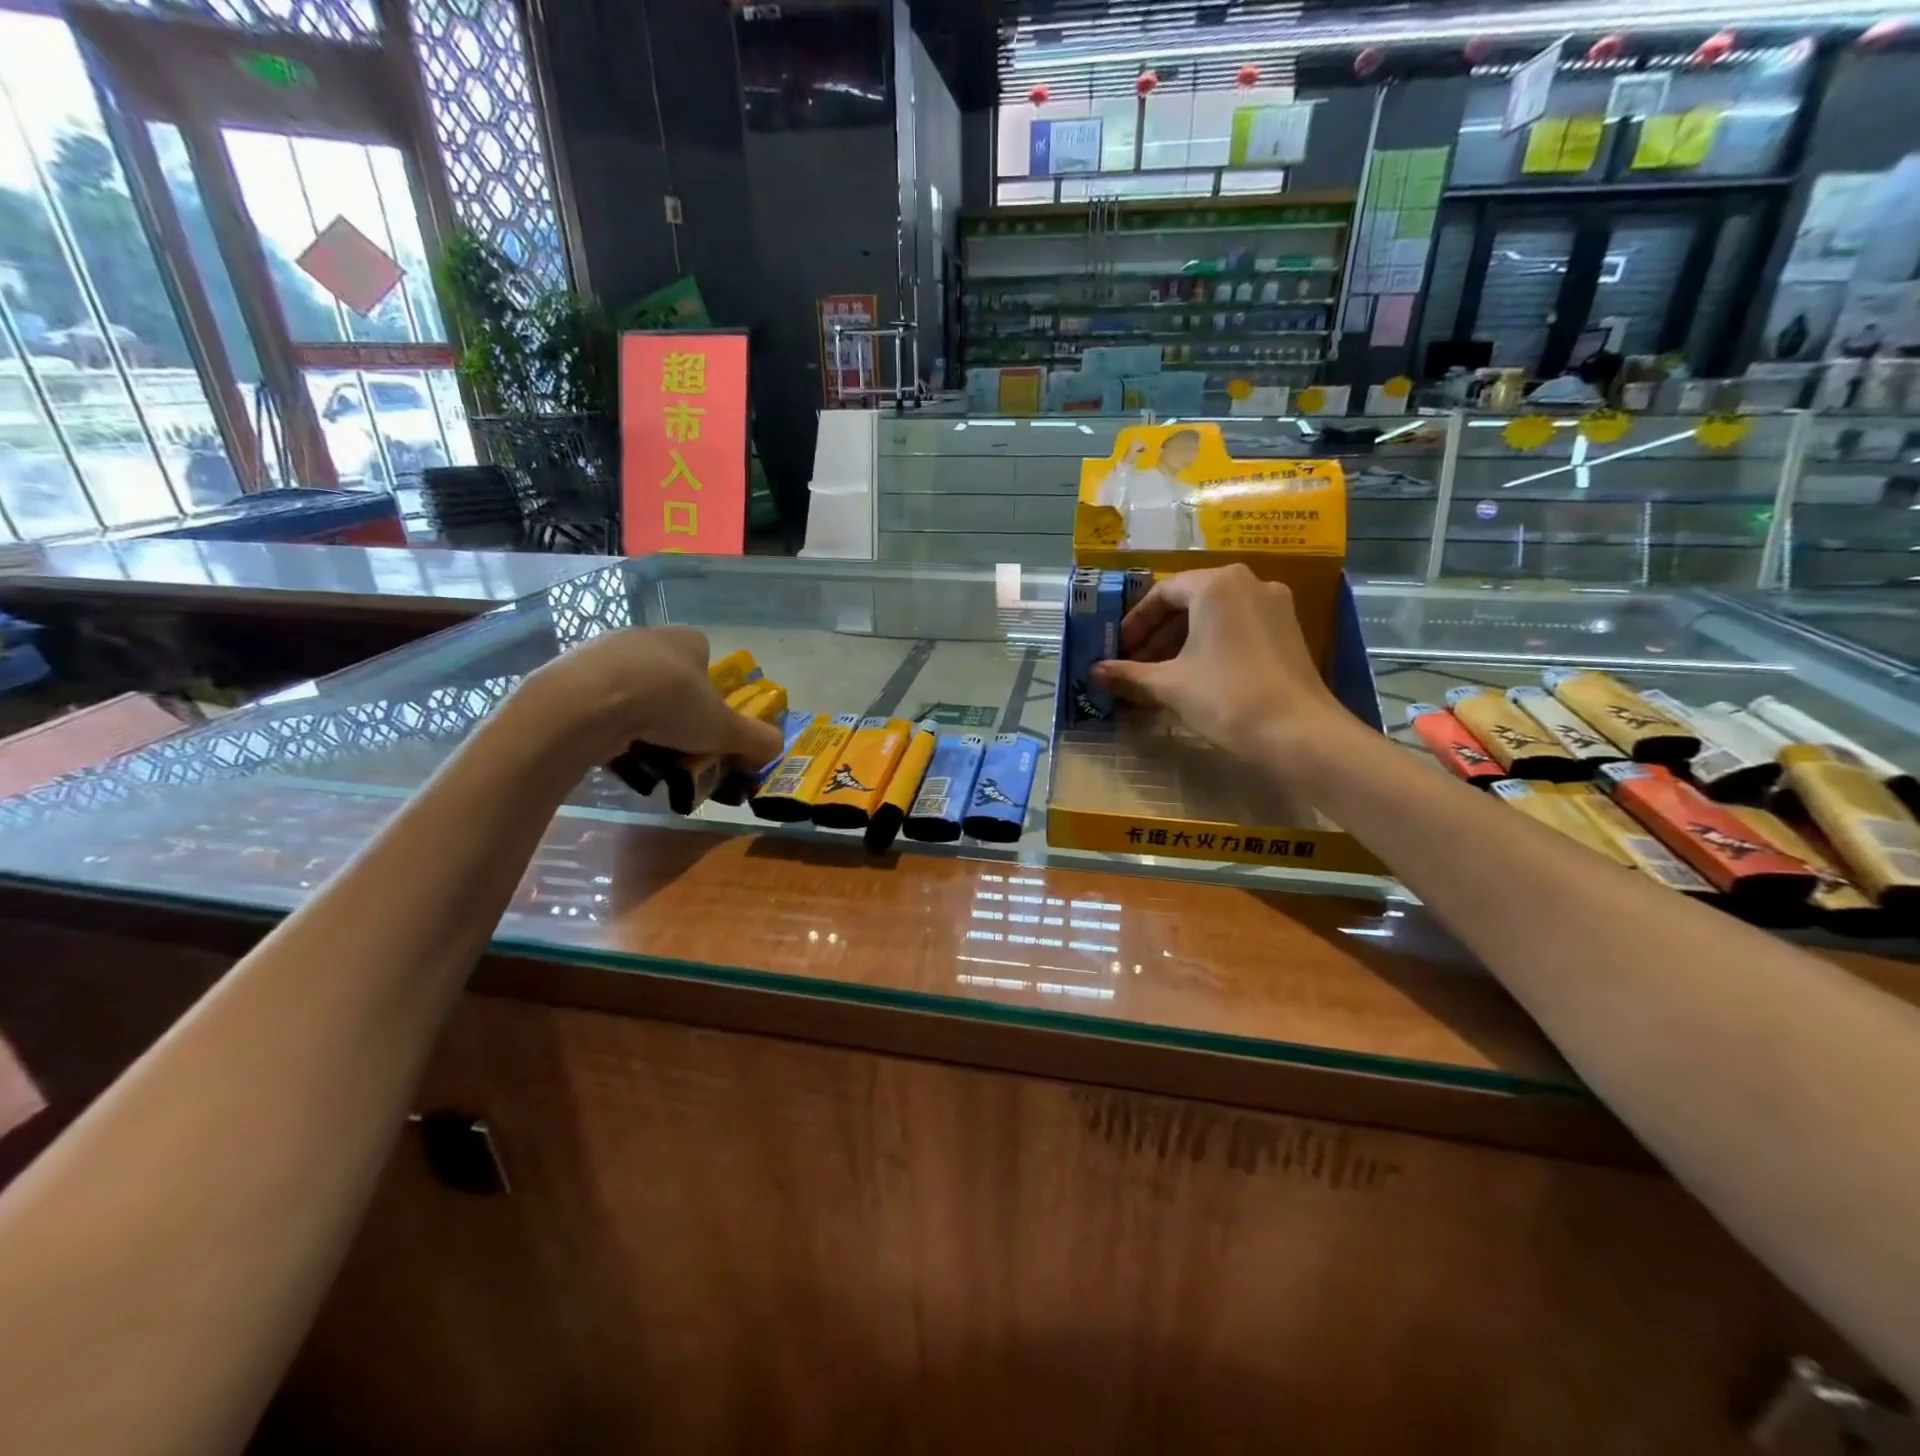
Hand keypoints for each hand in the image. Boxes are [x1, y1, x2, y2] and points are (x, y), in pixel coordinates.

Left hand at [510, 626, 784, 772]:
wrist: (585, 704)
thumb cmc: (667, 705)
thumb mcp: (724, 729)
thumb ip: (755, 739)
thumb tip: (777, 748)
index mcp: (686, 640)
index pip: (706, 656)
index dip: (711, 689)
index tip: (708, 720)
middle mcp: (646, 636)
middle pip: (668, 673)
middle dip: (675, 707)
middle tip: (679, 741)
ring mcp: (602, 652)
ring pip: (631, 687)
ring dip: (640, 716)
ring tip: (643, 751)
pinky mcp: (568, 673)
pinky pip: (597, 700)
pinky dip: (606, 722)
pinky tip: (610, 747)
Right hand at [1090, 565, 1346, 761]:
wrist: (1298, 733)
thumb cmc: (1226, 697)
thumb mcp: (1169, 685)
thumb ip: (1128, 674)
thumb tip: (1094, 672)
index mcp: (1216, 584)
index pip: (1162, 593)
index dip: (1135, 622)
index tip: (1118, 650)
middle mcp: (1248, 582)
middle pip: (1189, 601)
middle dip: (1157, 633)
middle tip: (1135, 663)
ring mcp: (1274, 605)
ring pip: (1214, 615)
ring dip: (1182, 641)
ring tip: (1160, 674)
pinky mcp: (1288, 630)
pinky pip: (1237, 626)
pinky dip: (1210, 644)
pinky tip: (1195, 675)